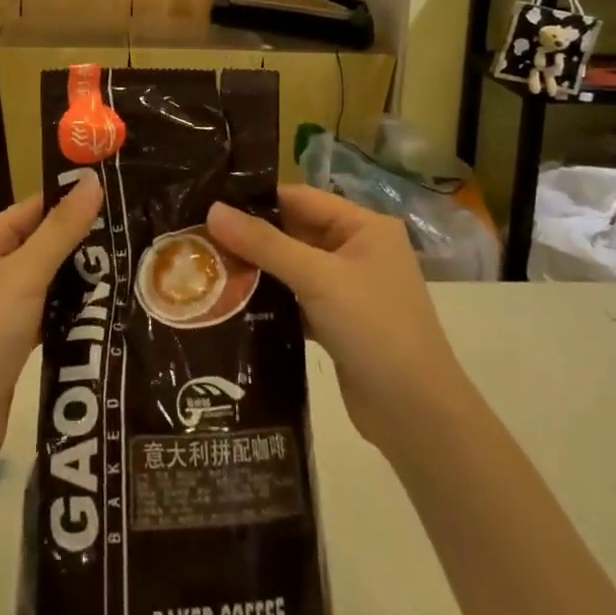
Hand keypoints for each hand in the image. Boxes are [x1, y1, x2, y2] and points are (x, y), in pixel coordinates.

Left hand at [0, 170, 103, 483]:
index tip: (119, 197)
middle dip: (82, 241)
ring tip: (130, 268)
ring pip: (45, 281)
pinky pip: (43, 314)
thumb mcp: (24, 276)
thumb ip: (61, 229)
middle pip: (40, 243)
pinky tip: (104, 311)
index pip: (32, 208)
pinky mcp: (6, 345)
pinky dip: (68, 311)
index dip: (72, 201)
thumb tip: (93, 179)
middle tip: (133, 234)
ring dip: (79, 277)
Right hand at [208, 185, 461, 461]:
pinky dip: (270, 300)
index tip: (209, 201)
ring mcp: (349, 288)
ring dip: (257, 269)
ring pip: (292, 267)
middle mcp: (358, 250)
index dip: (256, 199)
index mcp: (364, 226)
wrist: (417, 415)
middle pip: (294, 232)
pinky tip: (231, 302)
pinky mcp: (338, 322)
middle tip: (198, 236)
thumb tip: (212, 210)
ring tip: (206, 266)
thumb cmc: (374, 328)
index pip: (300, 198)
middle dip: (251, 237)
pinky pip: (296, 298)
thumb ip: (264, 244)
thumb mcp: (317, 278)